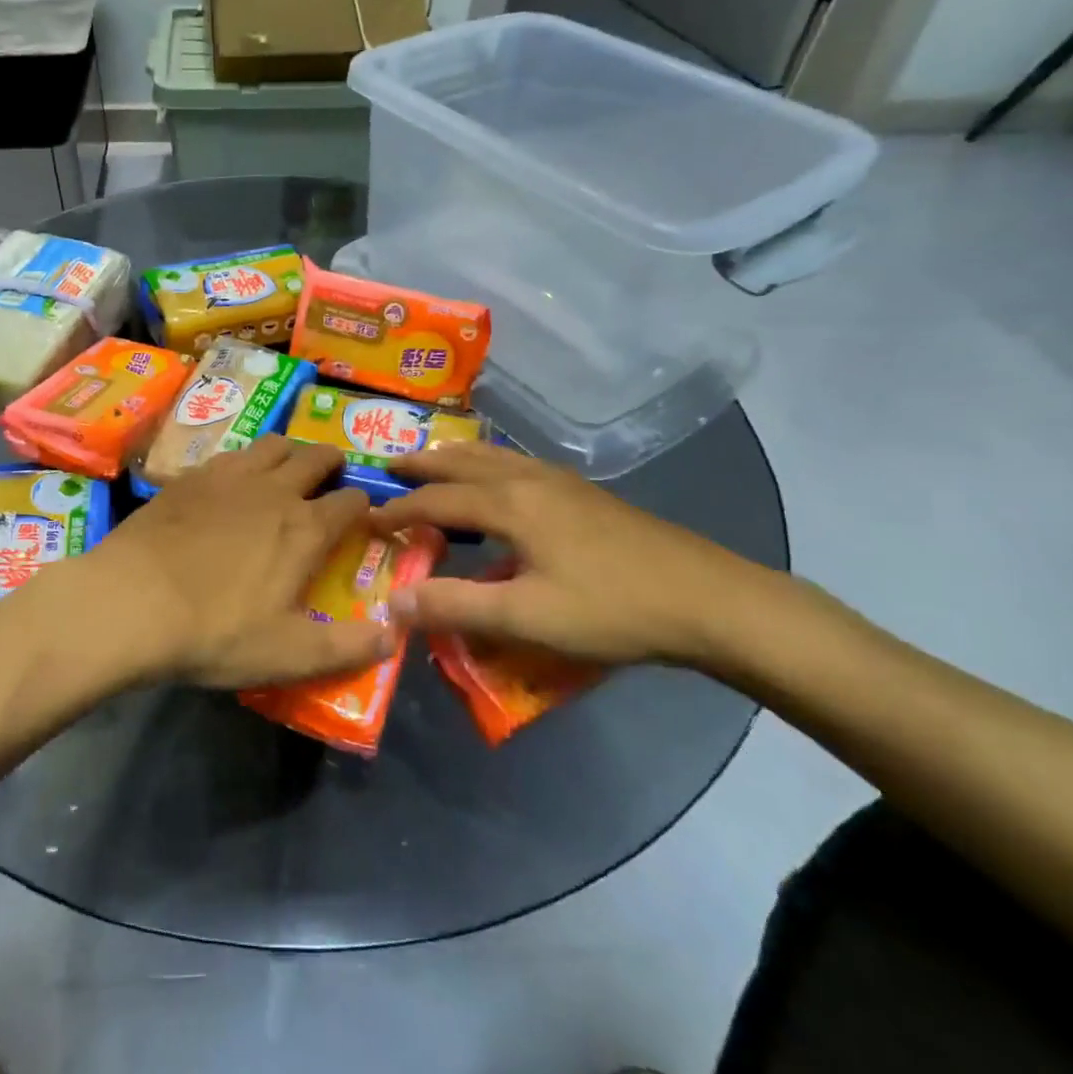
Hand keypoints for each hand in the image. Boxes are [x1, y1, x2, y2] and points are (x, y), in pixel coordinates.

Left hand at [79, 437, 390, 688]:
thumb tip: (395, 634)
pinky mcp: (190, 476)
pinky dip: (244, 462)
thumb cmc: (215, 631)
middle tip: (329, 481)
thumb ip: (347, 647)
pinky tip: (231, 483)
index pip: (352, 502)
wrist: (130, 601)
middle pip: (316, 456)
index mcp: (305, 528)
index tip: (362, 519)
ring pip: (273, 444)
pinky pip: (230, 454)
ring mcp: (229, 476)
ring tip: (284, 473)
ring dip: (289, 453)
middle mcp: (274, 489)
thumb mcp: (288, 654)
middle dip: (332, 463)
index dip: (364, 507)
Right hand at [370, 441, 777, 667]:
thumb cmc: (612, 608)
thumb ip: (456, 606)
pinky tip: (495, 482)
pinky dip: (485, 464)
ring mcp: (559, 480)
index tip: (364, 519)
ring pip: (491, 456)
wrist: (708, 598)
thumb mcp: (527, 618)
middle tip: (387, 467)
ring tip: (430, 464)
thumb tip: (392, 601)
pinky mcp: (582, 492)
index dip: (396, 509)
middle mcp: (528, 478)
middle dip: (420, 464)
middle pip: (461, 461)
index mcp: (509, 503)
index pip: (435, 500)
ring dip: (452, 458)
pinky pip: (514, 463)